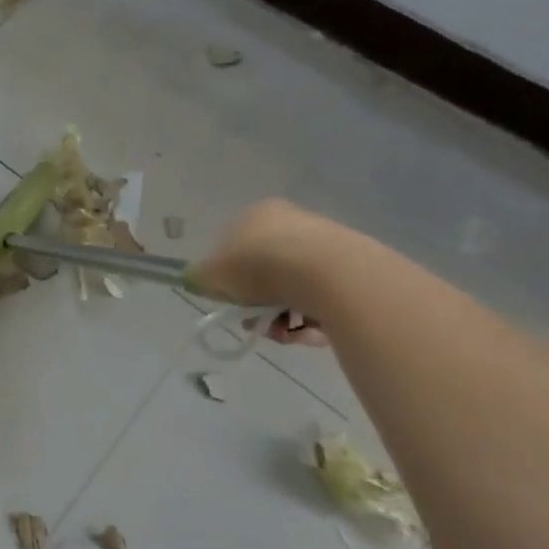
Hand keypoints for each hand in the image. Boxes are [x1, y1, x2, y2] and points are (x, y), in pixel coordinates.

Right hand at [193, 198, 336, 343]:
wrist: (325, 273)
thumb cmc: (258, 265)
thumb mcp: (214, 273)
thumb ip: (202, 277)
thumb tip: (195, 279)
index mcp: (257, 214)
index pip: (236, 247)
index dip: (231, 279)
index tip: (234, 304)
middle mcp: (292, 222)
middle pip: (268, 271)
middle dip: (261, 303)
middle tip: (258, 324)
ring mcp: (325, 244)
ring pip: (297, 288)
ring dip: (288, 316)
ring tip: (289, 334)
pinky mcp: (352, 269)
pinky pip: (326, 299)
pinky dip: (316, 318)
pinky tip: (313, 333)